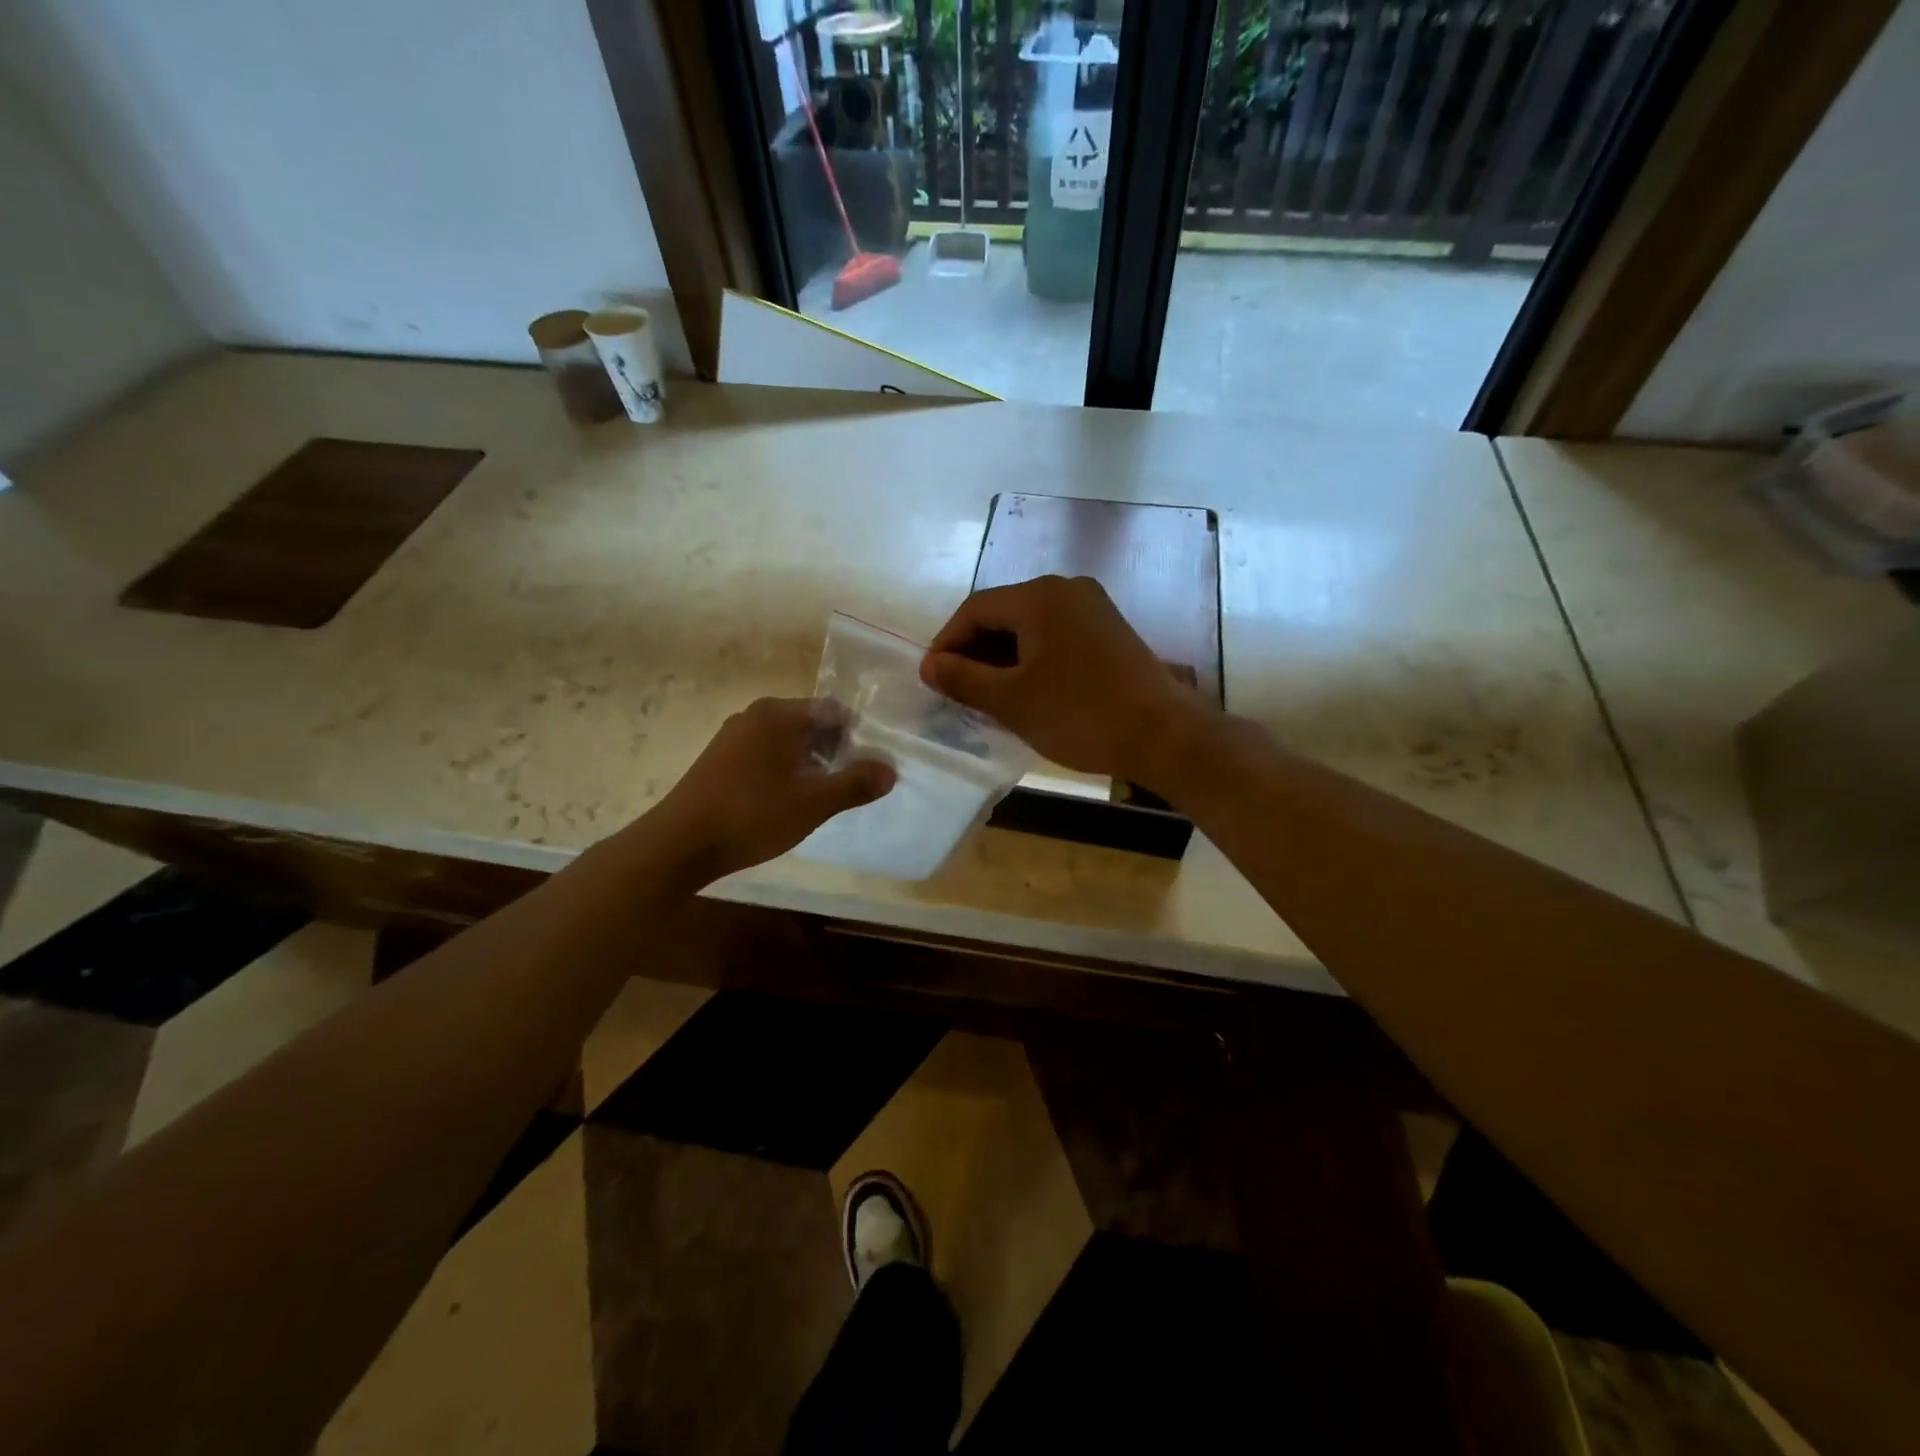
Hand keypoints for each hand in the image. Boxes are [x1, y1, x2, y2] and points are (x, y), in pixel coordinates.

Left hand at [647, 698, 894, 884]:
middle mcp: (754, 716)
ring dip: (811, 765)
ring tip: (823, 798)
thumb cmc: (751, 815)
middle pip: (811, 725)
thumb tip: (891, 770)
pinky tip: (788, 803)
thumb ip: (855, 784)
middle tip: (851, 786)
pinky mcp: (721, 760)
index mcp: (777, 714)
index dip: (857, 737)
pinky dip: (785, 772)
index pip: (833, 711)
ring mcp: (733, 737)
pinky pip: (767, 756)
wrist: (679, 845)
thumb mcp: (813, 803)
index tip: (869, 767)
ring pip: (788, 743)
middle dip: (835, 752)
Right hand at [919, 575, 1214, 786]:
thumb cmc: (1080, 715)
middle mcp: (1066, 590)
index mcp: (1040, 597)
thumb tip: (930, 666)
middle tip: (955, 690)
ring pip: (1029, 627)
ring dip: (1001, 657)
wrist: (1163, 735)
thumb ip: (963, 679)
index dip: (947, 643)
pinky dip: (1031, 659)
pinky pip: (1054, 636)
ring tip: (985, 695)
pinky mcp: (1108, 631)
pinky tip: (1023, 690)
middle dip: (974, 651)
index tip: (931, 679)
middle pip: (1003, 614)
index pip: (975, 609)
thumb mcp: (1011, 701)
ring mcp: (1092, 608)